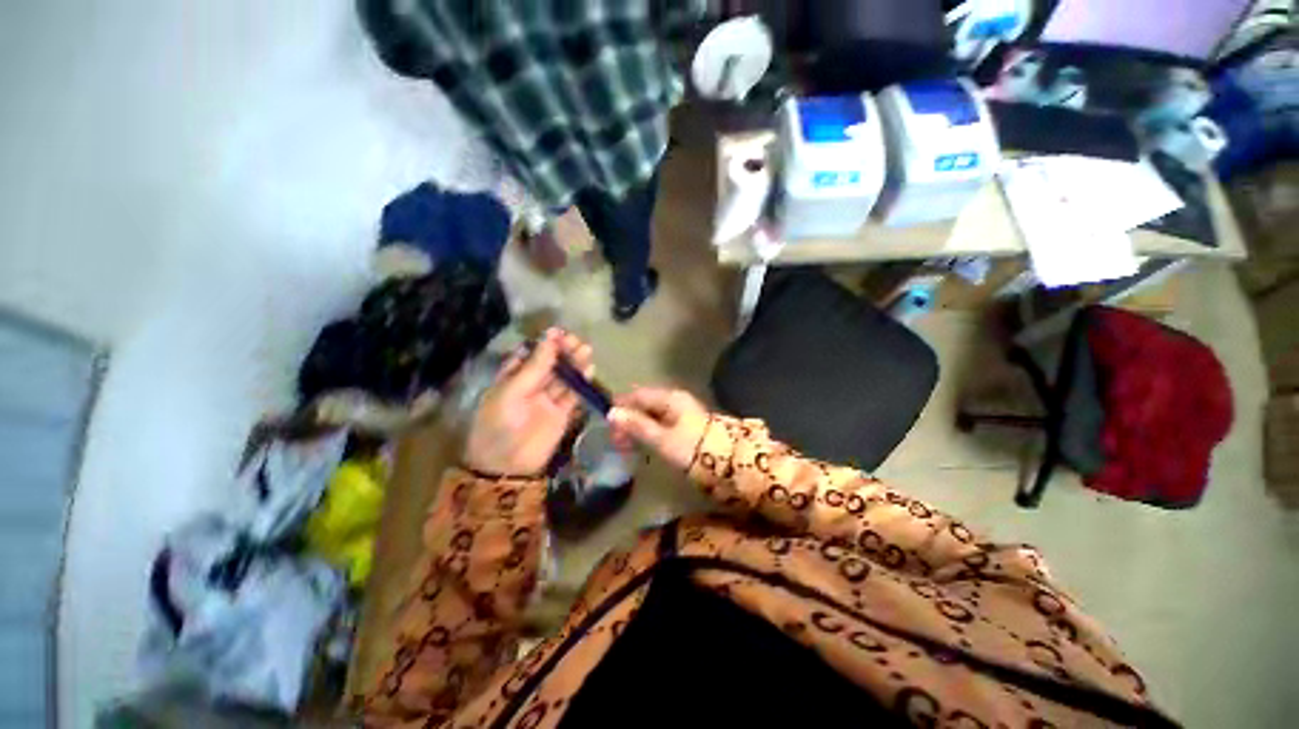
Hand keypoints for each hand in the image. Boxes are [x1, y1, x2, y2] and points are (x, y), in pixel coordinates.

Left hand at [464, 329, 593, 476]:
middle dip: (563, 351)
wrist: (507, 466)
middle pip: (550, 364)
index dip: (544, 343)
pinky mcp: (562, 413)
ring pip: (564, 377)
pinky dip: (581, 383)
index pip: (531, 354)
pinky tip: (589, 371)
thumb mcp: (512, 391)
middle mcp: (531, 385)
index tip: (558, 332)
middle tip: (576, 341)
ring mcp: (548, 400)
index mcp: (512, 377)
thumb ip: (535, 366)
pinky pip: (573, 395)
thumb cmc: (500, 424)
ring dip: (575, 364)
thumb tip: (550, 338)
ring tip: (586, 350)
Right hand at [609, 387, 710, 470]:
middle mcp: (675, 400)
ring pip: (652, 415)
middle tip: (616, 440)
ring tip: (626, 446)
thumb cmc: (693, 448)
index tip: (607, 423)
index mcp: (670, 398)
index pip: (638, 395)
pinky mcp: (686, 425)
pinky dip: (649, 432)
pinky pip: (661, 423)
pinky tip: (643, 445)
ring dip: (637, 428)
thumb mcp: (662, 439)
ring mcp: (681, 412)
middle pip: (644, 404)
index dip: (621, 406)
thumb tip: (612, 413)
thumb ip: (637, 425)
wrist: (729, 462)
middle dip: (628, 419)